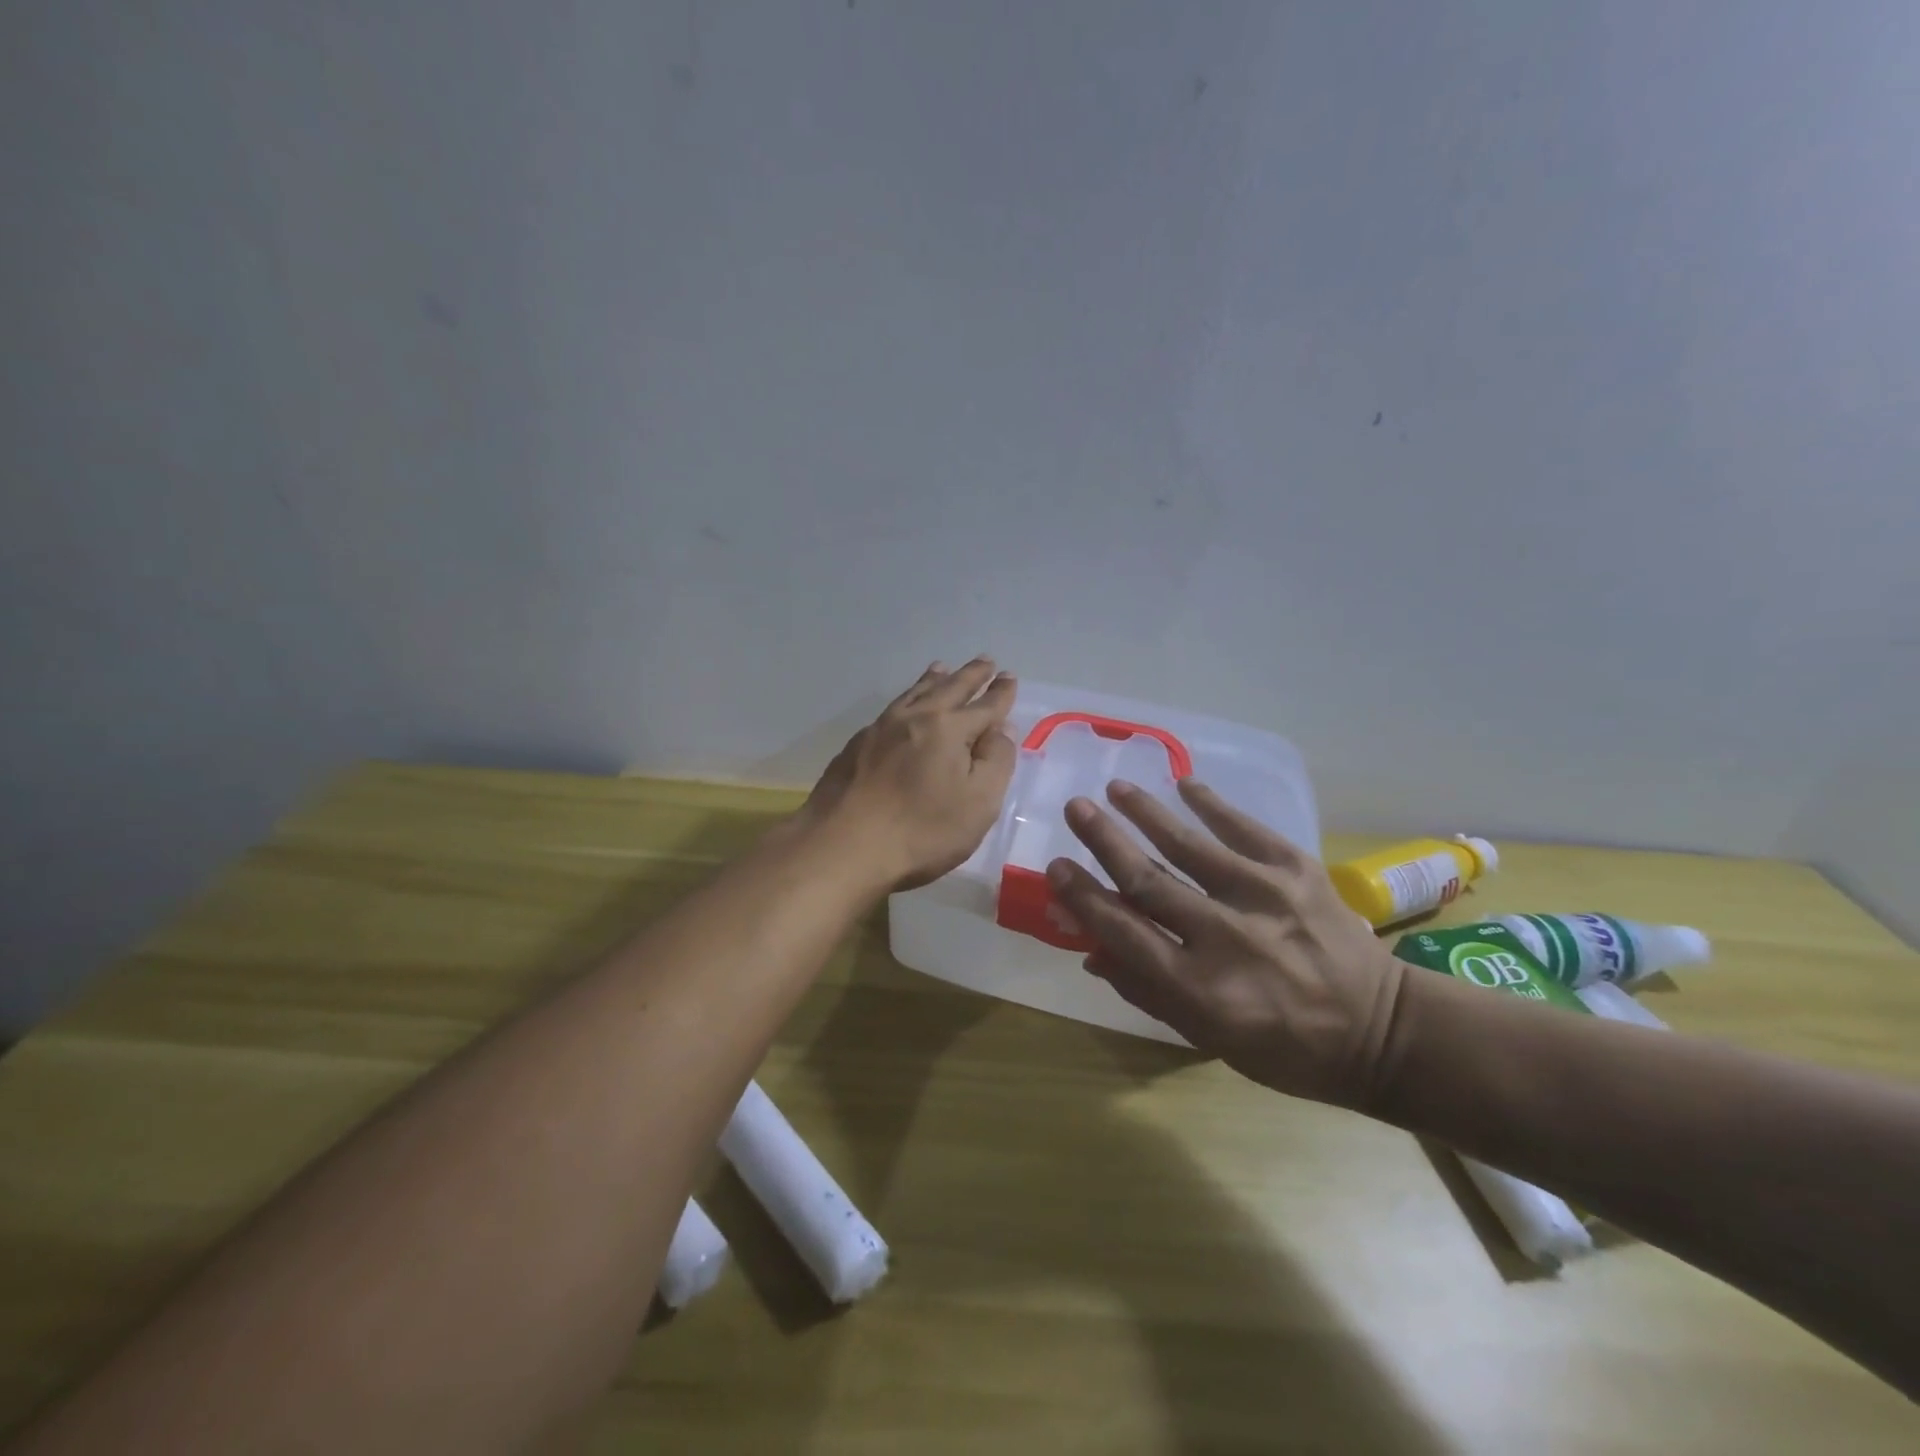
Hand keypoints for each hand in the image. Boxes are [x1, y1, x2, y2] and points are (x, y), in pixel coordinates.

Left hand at [791, 658, 1017, 892]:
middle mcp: (915, 718)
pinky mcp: (856, 746)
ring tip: (942, 668)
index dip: (1000, 693)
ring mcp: (880, 729)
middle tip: (984, 661)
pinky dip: (906, 698)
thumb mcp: (979, 803)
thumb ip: (996, 762)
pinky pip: (890, 709)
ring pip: (914, 694)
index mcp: (950, 729)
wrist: (843, 846)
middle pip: (949, 689)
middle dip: (970, 675)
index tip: (1009, 677)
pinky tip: (903, 707)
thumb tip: (1001, 730)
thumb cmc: (921, 830)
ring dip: (933, 679)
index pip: (985, 706)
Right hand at [1047, 779, 1408, 1108]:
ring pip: (1189, 845)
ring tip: (1115, 788)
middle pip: (1148, 880)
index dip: (1083, 897)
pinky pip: (1245, 827)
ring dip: (1146, 812)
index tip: (1055, 867)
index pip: (1123, 932)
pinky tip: (1184, 784)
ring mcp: (1265, 897)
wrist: (1383, 1031)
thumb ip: (1146, 990)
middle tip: (1074, 808)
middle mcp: (1226, 937)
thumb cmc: (1285, 1048)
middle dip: (1104, 841)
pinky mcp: (1298, 870)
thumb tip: (1091, 948)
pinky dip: (1211, 803)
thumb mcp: (1207, 1037)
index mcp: (1200, 990)